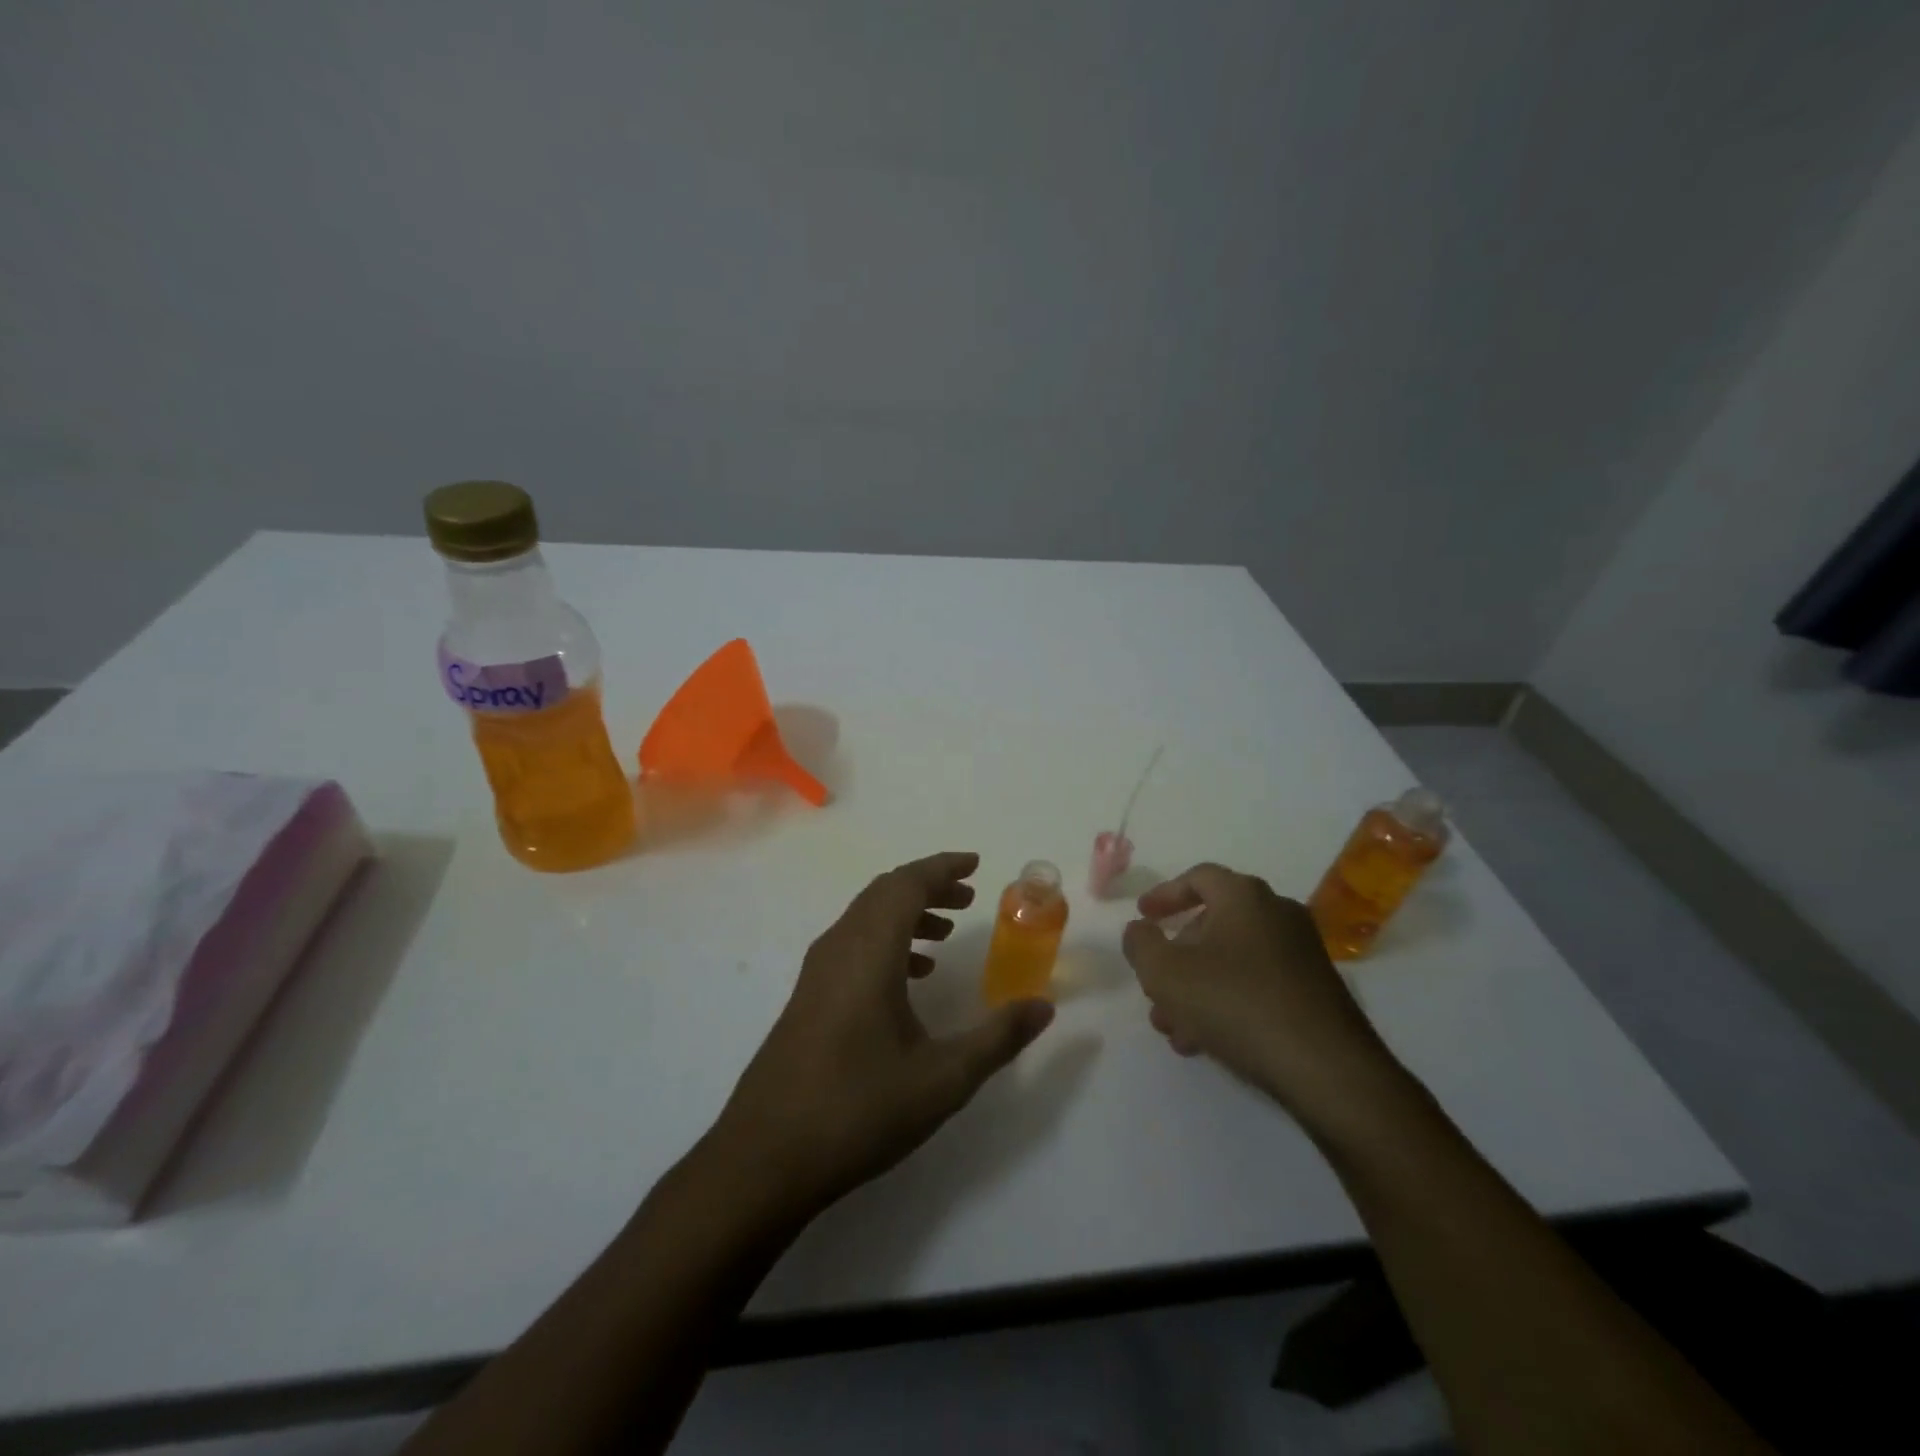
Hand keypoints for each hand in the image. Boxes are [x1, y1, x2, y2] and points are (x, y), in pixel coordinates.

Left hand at [713, 852, 1054, 1220]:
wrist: (765, 1158)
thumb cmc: (858, 1110)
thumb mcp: (943, 1079)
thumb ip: (998, 1038)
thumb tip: (1044, 1006)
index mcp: (869, 952)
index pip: (907, 884)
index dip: (942, 868)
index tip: (976, 864)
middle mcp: (838, 948)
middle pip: (884, 893)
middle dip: (928, 886)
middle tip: (968, 898)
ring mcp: (816, 972)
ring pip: (865, 918)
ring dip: (906, 913)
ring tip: (945, 933)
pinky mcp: (807, 997)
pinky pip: (852, 944)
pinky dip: (886, 941)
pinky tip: (909, 978)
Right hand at [1121, 863, 1400, 1128]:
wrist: (1326, 1068)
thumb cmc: (1236, 1004)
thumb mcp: (1167, 974)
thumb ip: (1141, 944)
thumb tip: (1140, 930)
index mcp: (1245, 897)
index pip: (1199, 877)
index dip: (1165, 895)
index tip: (1143, 916)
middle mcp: (1277, 914)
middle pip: (1213, 924)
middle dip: (1177, 957)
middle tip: (1154, 987)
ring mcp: (1301, 954)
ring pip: (1233, 961)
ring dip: (1197, 988)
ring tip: (1173, 1028)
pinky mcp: (1316, 992)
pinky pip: (1257, 984)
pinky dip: (1227, 1001)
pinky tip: (1207, 1042)